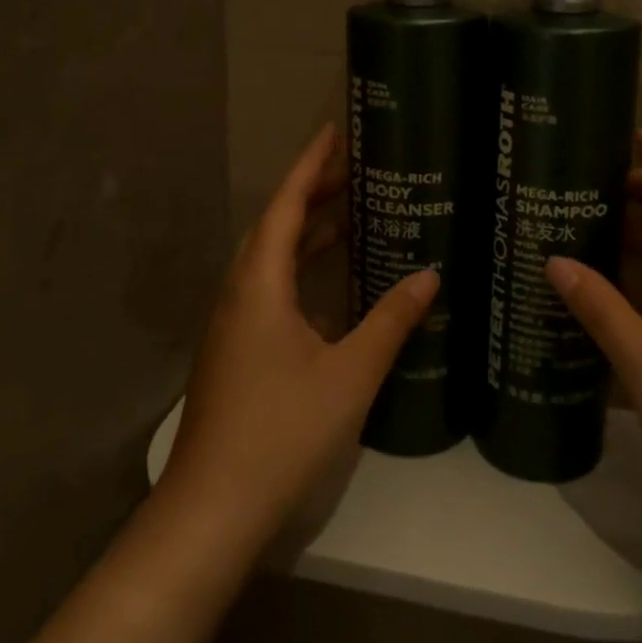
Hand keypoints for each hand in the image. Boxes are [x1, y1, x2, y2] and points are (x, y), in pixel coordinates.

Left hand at [160, 124, 437, 551]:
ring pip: (270, 262)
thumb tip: (429, 276)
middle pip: (275, 228)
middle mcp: (239, 296)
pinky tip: (333, 290)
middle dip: (313, 194)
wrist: (212, 510)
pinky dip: (301, 273)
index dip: (310, 166)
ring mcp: (233, 327)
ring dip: (306, 235)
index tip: (334, 132)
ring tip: (352, 216)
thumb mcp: (349, 374)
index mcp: (259, 286)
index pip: (284, 206)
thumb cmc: (282, 433)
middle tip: (356, 171)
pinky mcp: (236, 354)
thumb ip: (390, 322)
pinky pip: (270, 291)